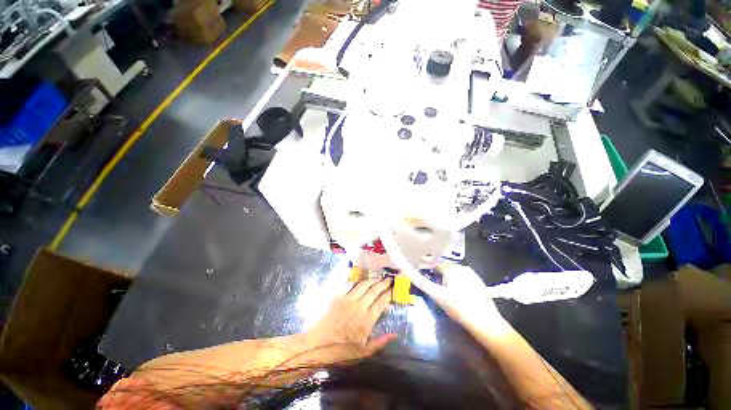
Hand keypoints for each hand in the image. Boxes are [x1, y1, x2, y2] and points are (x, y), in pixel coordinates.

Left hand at [303, 277, 396, 362]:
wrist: (317, 345)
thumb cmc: (340, 351)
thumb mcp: (363, 353)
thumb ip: (379, 343)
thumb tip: (394, 334)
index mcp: (366, 320)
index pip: (381, 303)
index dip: (388, 294)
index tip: (393, 289)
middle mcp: (359, 306)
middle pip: (374, 291)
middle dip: (383, 283)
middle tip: (389, 278)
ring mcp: (347, 299)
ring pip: (363, 285)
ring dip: (372, 280)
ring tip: (377, 277)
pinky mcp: (337, 296)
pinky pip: (349, 284)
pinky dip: (357, 280)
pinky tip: (360, 279)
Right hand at [417, 265, 506, 329]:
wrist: (485, 322)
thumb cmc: (458, 307)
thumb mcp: (437, 295)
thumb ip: (422, 283)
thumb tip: (409, 273)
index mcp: (451, 268)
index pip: (434, 264)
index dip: (427, 270)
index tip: (423, 276)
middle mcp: (462, 267)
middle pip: (444, 268)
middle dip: (438, 274)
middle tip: (434, 286)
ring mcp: (472, 274)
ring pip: (454, 273)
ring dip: (447, 278)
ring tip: (444, 291)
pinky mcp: (478, 281)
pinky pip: (463, 278)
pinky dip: (457, 282)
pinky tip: (457, 294)